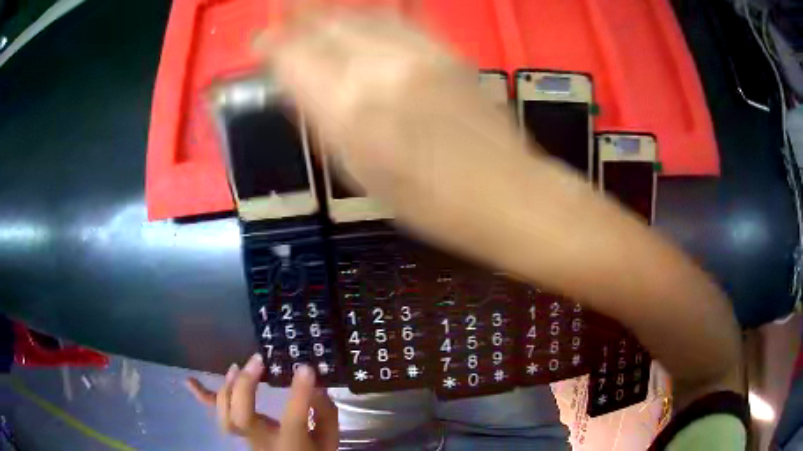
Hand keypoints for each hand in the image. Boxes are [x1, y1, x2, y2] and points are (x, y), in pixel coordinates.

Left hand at [186, 354, 338, 450]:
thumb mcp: (329, 439)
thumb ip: (325, 413)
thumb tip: (314, 385)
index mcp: (291, 444)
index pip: (294, 418)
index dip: (299, 392)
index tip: (305, 369)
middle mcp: (262, 441)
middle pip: (242, 417)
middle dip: (246, 386)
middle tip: (258, 361)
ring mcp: (246, 436)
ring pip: (225, 415)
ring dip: (228, 388)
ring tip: (238, 368)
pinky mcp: (238, 429)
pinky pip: (217, 414)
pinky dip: (202, 396)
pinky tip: (189, 380)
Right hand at [258, 10, 524, 231]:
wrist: (504, 192)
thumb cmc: (428, 202)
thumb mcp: (359, 174)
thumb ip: (325, 122)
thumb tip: (301, 88)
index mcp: (350, 110)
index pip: (294, 58)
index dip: (272, 46)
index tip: (261, 45)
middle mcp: (380, 68)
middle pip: (325, 27)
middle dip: (298, 23)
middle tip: (284, 25)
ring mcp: (418, 53)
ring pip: (359, 16)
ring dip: (331, 15)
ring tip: (315, 20)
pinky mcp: (446, 50)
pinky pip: (397, 19)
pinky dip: (370, 16)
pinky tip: (360, 20)